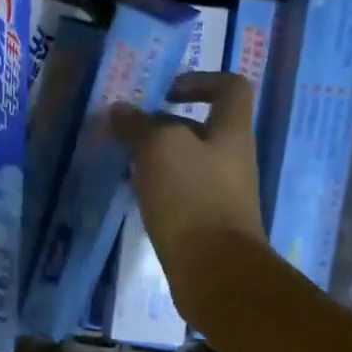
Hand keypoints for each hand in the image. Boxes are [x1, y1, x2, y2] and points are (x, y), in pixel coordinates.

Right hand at [109, 72, 266, 320]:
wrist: (214, 271)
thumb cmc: (191, 198)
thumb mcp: (159, 149)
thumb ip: (138, 126)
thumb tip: (118, 111)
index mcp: (232, 132)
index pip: (230, 88)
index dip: (201, 80)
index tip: (165, 92)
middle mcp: (233, 159)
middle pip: (202, 128)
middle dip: (165, 127)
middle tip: (128, 133)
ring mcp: (222, 195)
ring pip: (188, 164)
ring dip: (158, 161)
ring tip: (124, 166)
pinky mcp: (208, 225)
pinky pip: (183, 196)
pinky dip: (160, 192)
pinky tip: (136, 198)